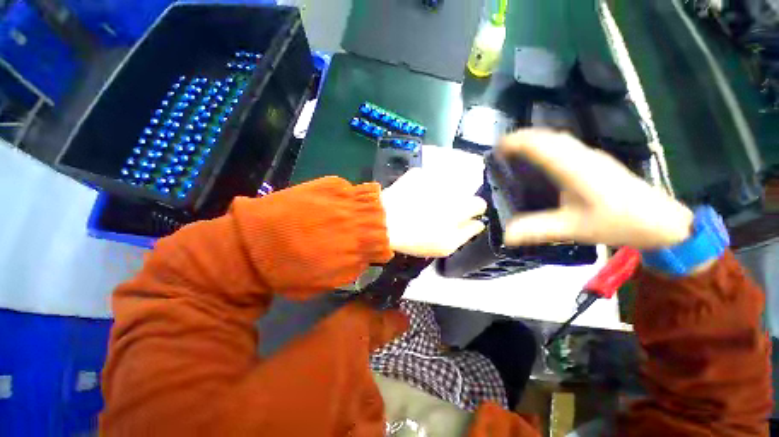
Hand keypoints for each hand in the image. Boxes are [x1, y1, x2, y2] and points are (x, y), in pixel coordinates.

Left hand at [381, 146, 487, 256]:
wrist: (384, 223)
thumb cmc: (416, 238)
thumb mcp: (446, 246)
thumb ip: (467, 233)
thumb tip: (478, 223)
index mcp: (460, 207)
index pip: (479, 203)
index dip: (473, 211)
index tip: (463, 217)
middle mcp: (451, 189)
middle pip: (462, 193)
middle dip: (456, 202)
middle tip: (441, 213)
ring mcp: (432, 178)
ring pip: (444, 185)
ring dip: (439, 193)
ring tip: (424, 205)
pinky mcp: (416, 173)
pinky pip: (426, 178)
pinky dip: (423, 186)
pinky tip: (413, 196)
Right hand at [500, 129, 693, 249]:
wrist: (662, 221)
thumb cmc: (619, 222)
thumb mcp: (573, 230)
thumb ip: (537, 230)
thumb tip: (505, 236)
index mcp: (575, 169)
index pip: (541, 145)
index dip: (517, 142)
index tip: (496, 148)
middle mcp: (582, 156)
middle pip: (548, 137)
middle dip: (521, 139)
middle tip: (500, 152)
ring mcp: (591, 156)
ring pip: (557, 138)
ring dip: (534, 140)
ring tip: (515, 152)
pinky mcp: (596, 161)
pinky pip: (565, 145)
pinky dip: (546, 146)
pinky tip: (541, 159)